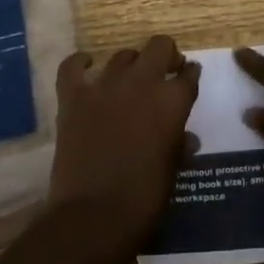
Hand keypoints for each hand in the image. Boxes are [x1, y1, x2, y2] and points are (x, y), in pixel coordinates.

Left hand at [48, 35, 200, 241]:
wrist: (93, 216)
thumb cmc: (144, 198)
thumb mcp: (172, 170)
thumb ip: (179, 145)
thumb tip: (185, 138)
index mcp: (172, 101)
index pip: (189, 74)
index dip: (190, 74)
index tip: (188, 77)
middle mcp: (142, 83)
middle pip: (159, 47)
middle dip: (165, 55)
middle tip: (164, 72)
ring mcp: (104, 86)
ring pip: (122, 55)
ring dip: (130, 64)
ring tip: (128, 80)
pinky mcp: (73, 97)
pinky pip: (73, 66)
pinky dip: (80, 63)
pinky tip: (86, 66)